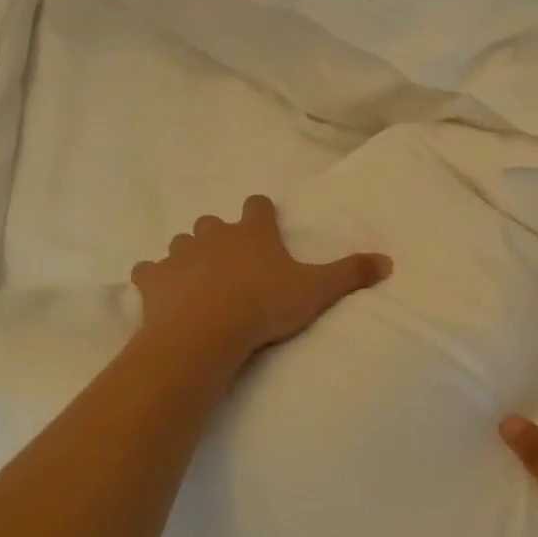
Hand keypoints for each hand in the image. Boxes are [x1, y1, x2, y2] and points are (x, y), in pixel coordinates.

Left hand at [130, 195, 391, 368]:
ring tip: (198, 282)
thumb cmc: (265, 305)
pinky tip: (162, 295)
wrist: (208, 331)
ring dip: (189, 256)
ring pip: (181, 243)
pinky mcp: (153, 279)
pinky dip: (155, 279)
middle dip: (220, 237)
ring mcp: (179, 254)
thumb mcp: (316, 290)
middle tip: (231, 263)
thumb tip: (388, 261)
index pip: (258, 205)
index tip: (265, 223)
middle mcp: (213, 234)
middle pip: (213, 223)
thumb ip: (351, 273)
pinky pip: (149, 271)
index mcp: (251, 232)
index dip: (262, 212)